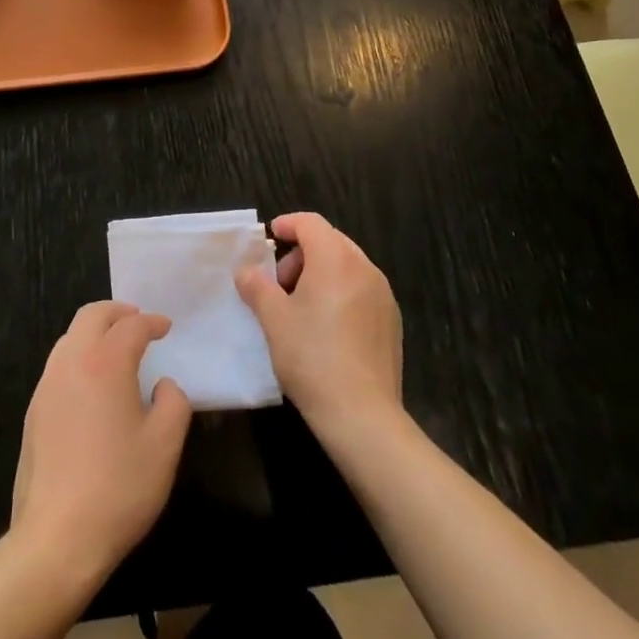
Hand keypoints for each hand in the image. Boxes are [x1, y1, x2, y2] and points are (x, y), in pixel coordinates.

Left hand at [10, 301, 192, 579]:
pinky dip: (79, 356)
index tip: (165, 327)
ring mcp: (47, 385)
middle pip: (92, 316)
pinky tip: (92, 384)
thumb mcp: (164, 446)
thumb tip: (163, 385)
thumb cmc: (118, 488)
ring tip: (115, 348)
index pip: (131, 326)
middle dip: (117, 312)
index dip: (151, 322)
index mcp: (106, 362)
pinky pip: (59, 364)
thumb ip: (174, 403)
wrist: (55, 538)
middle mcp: (72, 362)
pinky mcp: (34, 411)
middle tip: (137, 320)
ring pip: (70, 337)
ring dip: (94, 331)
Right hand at [235, 213, 403, 443]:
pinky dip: (340, 293)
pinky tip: (326, 328)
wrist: (363, 416)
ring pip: (347, 266)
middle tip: (279, 283)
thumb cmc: (312, 357)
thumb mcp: (273, 319)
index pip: (310, 222)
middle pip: (330, 241)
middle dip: (302, 253)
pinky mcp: (392, 322)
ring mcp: (383, 295)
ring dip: (321, 273)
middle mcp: (364, 268)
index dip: (287, 224)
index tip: (269, 239)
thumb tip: (246, 272)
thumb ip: (256, 286)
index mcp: (336, 258)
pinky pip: (361, 291)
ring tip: (300, 307)